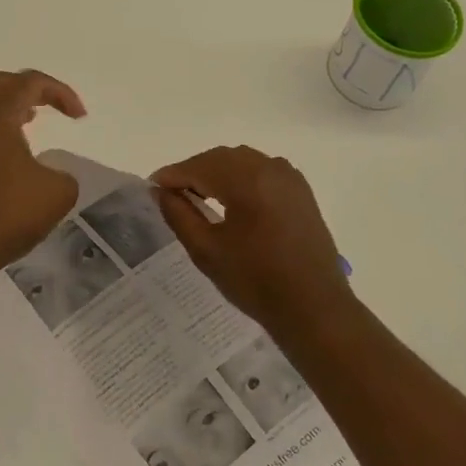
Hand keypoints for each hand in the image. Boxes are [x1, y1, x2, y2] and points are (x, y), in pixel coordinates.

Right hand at [153, 146, 352, 328]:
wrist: (313, 307)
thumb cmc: (256, 282)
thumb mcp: (207, 250)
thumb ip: (179, 215)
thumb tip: (160, 191)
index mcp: (247, 180)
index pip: (199, 166)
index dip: (172, 175)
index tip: (152, 187)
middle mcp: (270, 168)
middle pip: (221, 158)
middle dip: (194, 171)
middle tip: (172, 193)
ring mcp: (290, 177)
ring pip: (242, 161)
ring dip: (217, 172)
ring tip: (198, 196)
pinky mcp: (301, 190)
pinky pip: (262, 170)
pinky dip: (241, 177)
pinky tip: (231, 199)